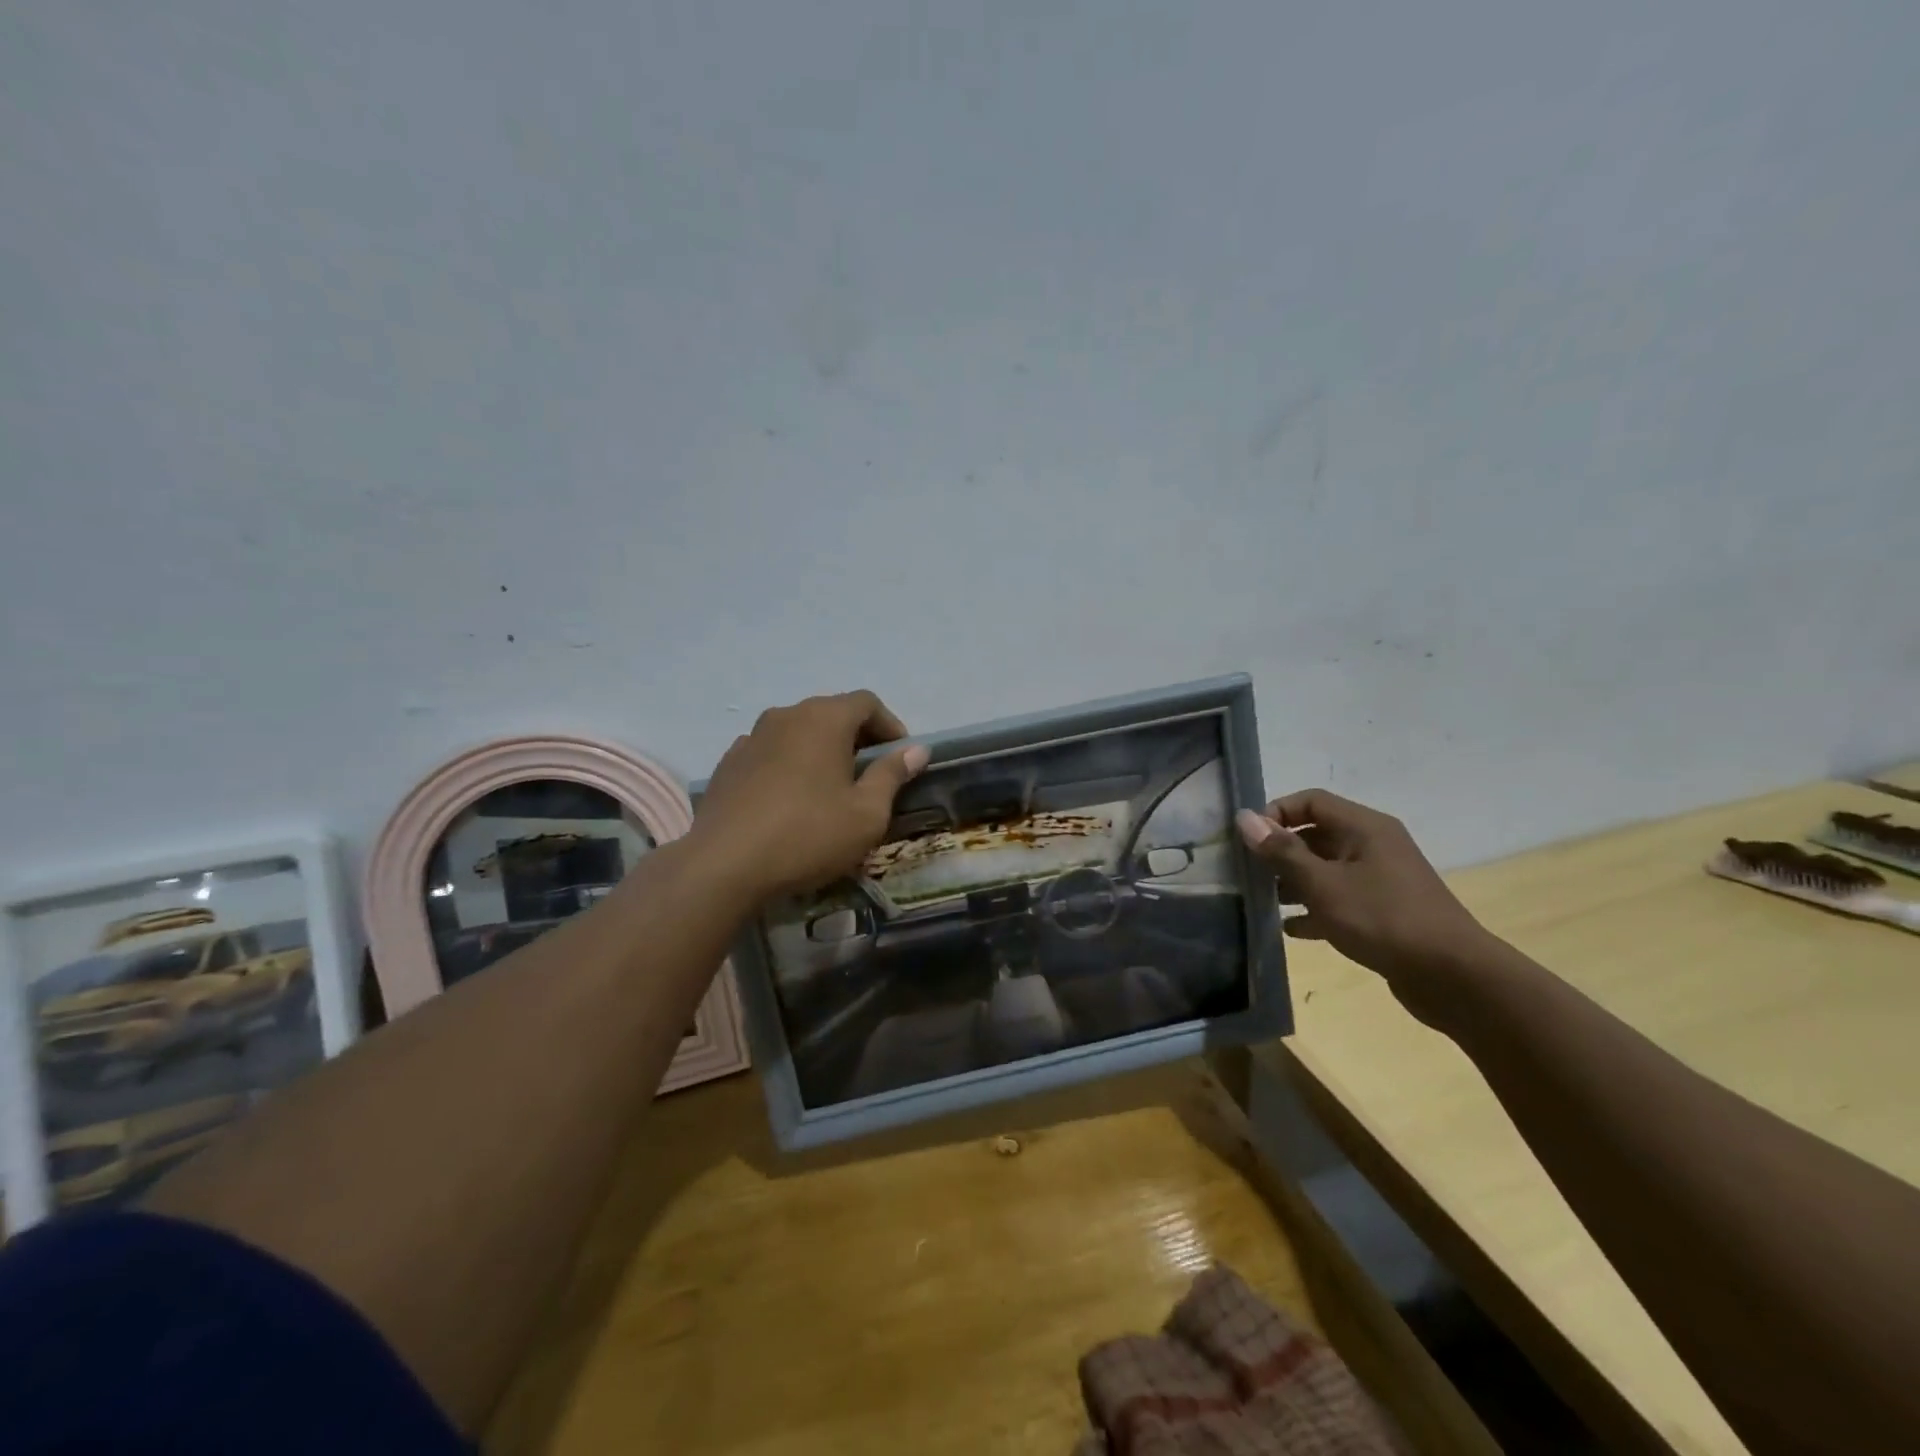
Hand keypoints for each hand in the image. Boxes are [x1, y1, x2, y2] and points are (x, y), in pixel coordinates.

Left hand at [692, 690, 929, 902]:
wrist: (724, 865)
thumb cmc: (808, 835)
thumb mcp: (867, 813)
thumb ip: (892, 774)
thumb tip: (917, 750)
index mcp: (824, 718)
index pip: (867, 702)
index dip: (890, 726)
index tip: (900, 758)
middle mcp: (786, 714)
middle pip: (831, 713)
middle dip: (857, 737)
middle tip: (870, 775)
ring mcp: (752, 736)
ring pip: (799, 731)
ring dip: (821, 750)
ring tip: (830, 788)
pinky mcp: (729, 762)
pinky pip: (771, 751)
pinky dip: (789, 764)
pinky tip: (790, 799)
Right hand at [1235, 789, 1492, 1021]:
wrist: (1453, 977)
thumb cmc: (1382, 919)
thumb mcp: (1323, 884)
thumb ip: (1282, 851)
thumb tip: (1245, 818)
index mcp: (1364, 828)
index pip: (1311, 801)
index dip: (1277, 813)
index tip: (1249, 840)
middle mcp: (1374, 846)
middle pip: (1316, 834)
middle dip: (1281, 851)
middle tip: (1249, 873)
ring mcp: (1381, 879)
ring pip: (1326, 869)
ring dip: (1294, 882)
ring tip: (1264, 902)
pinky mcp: (1384, 911)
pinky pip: (1340, 899)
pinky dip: (1315, 909)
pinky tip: (1290, 929)